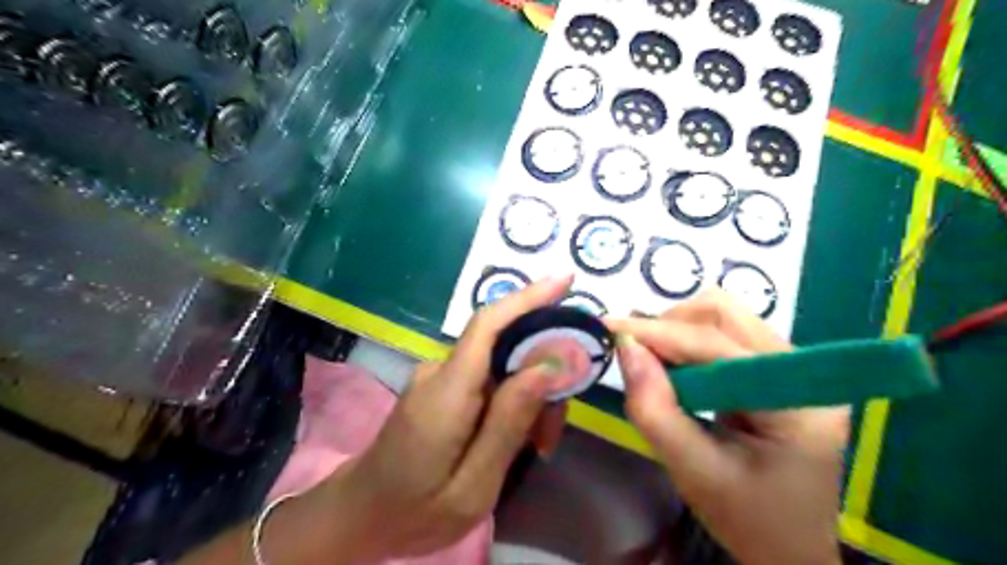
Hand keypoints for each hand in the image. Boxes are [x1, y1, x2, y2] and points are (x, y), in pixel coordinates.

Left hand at [312, 275, 585, 559]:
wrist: (362, 515)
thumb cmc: (416, 510)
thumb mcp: (475, 484)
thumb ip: (509, 422)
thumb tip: (549, 366)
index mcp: (447, 392)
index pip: (488, 325)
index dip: (528, 298)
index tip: (566, 280)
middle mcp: (441, 371)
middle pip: (505, 346)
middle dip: (543, 372)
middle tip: (554, 430)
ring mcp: (439, 377)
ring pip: (502, 366)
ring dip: (529, 396)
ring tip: (538, 446)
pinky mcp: (443, 388)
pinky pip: (488, 380)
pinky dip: (512, 401)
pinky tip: (519, 438)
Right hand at [606, 290, 848, 564]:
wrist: (790, 546)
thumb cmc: (750, 520)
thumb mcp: (696, 474)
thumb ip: (656, 412)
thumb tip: (626, 349)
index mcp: (797, 401)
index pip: (717, 346)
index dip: (660, 332)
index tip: (610, 329)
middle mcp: (801, 370)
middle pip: (725, 314)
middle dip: (671, 325)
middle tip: (635, 352)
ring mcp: (789, 366)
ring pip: (722, 317)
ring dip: (678, 331)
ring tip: (653, 363)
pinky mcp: (771, 370)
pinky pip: (721, 336)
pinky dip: (687, 344)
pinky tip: (672, 368)